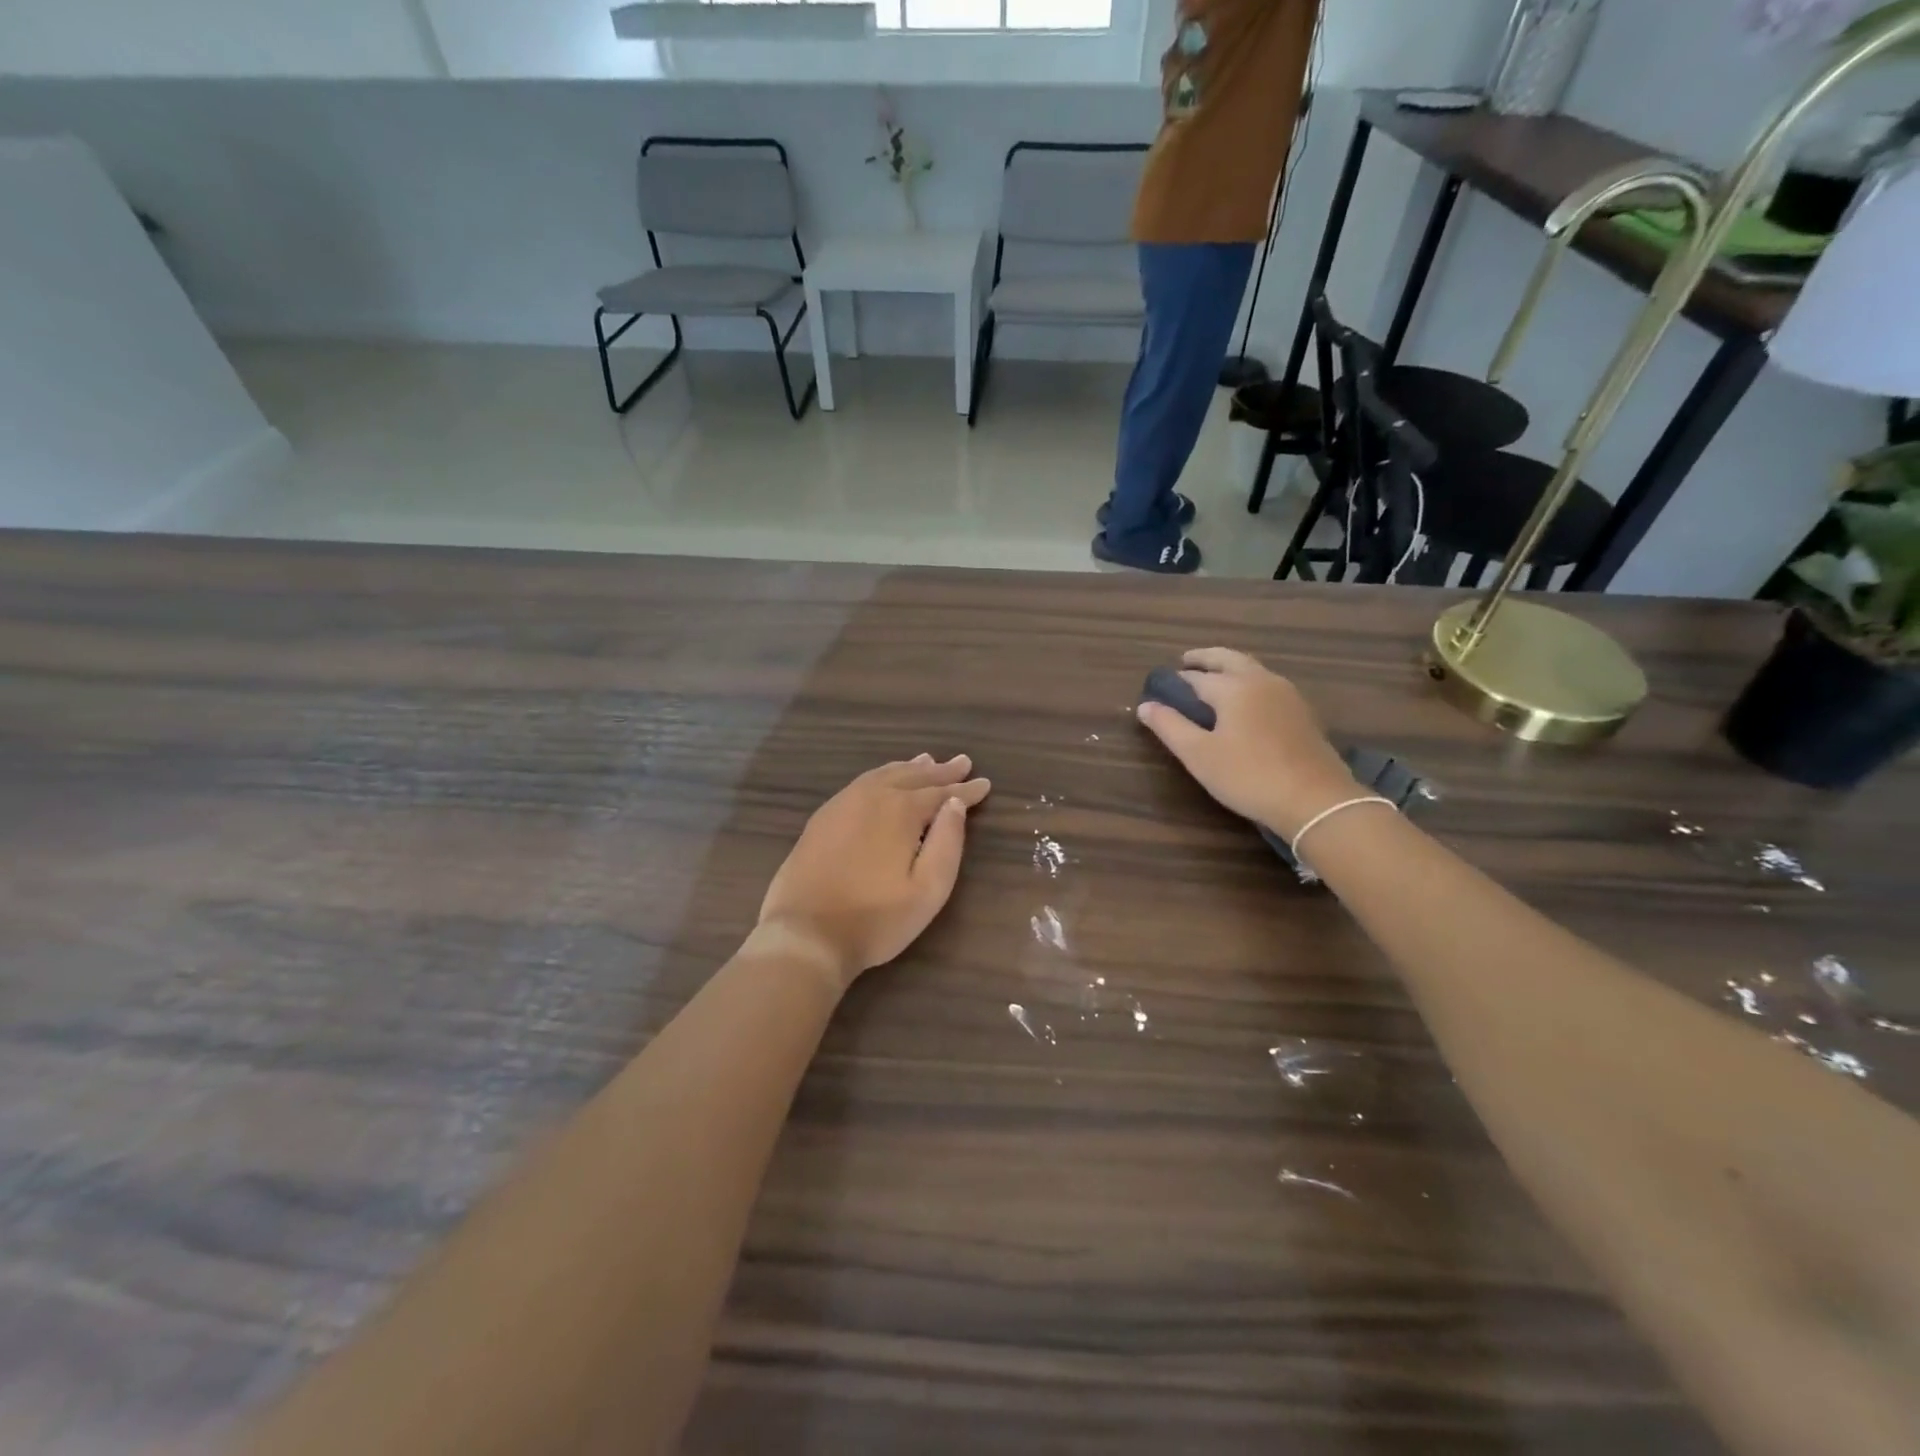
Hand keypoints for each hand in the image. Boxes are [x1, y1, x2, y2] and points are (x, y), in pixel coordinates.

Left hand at [756, 755, 991, 989]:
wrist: (805, 934)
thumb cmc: (876, 919)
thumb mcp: (928, 890)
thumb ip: (948, 842)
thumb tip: (956, 805)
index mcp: (901, 810)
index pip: (941, 793)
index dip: (966, 789)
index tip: (985, 783)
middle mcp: (872, 796)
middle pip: (913, 776)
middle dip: (940, 771)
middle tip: (963, 762)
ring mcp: (843, 803)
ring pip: (884, 775)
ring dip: (910, 768)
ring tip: (927, 761)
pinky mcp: (823, 817)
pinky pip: (861, 783)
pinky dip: (882, 775)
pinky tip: (884, 780)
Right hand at [1136, 648, 1357, 839]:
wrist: (1316, 800)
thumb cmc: (1249, 776)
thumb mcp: (1199, 755)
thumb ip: (1169, 727)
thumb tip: (1145, 705)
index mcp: (1233, 687)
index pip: (1195, 677)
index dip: (1175, 681)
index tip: (1160, 688)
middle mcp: (1261, 680)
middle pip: (1228, 659)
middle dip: (1204, 659)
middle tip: (1185, 663)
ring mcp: (1287, 694)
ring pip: (1252, 668)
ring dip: (1229, 667)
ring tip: (1212, 681)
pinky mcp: (1303, 712)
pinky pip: (1268, 684)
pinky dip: (1248, 682)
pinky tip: (1245, 703)